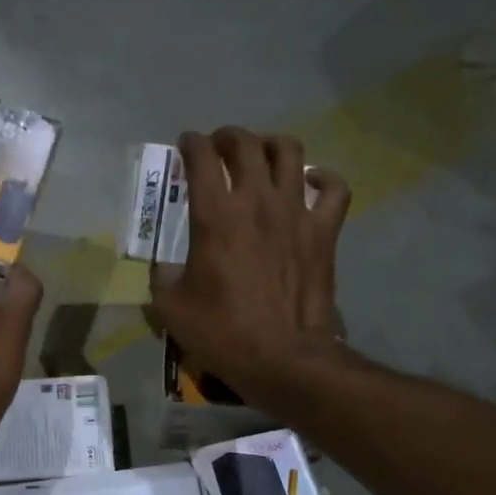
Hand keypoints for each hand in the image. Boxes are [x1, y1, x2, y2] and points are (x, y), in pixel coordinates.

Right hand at [149, 128, 349, 399]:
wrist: (281, 357)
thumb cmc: (221, 332)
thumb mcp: (170, 307)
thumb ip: (161, 276)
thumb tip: (163, 267)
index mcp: (215, 215)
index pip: (200, 157)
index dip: (190, 144)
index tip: (185, 145)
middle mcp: (256, 201)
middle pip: (245, 144)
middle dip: (227, 137)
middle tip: (219, 147)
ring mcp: (296, 212)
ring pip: (289, 152)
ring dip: (271, 146)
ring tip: (262, 156)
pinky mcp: (324, 231)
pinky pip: (335, 187)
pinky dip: (324, 178)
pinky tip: (312, 182)